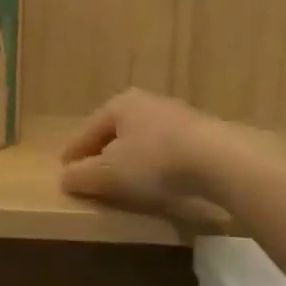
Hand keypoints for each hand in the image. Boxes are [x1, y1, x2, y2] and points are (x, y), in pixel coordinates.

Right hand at [60, 89, 237, 215]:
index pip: (86, 132)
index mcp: (119, 105)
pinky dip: (157, 164)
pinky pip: (167, 150)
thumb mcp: (110, 174)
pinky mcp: (202, 134)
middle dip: (103, 154)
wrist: (220, 160)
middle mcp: (146, 103)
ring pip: (142, 140)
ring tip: (127, 183)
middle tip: (93, 177)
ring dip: (131, 159)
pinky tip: (159, 182)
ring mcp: (177, 116)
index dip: (73, 154)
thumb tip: (65, 177)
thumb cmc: (154, 161)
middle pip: (114, 133)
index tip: (64, 172)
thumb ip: (83, 176)